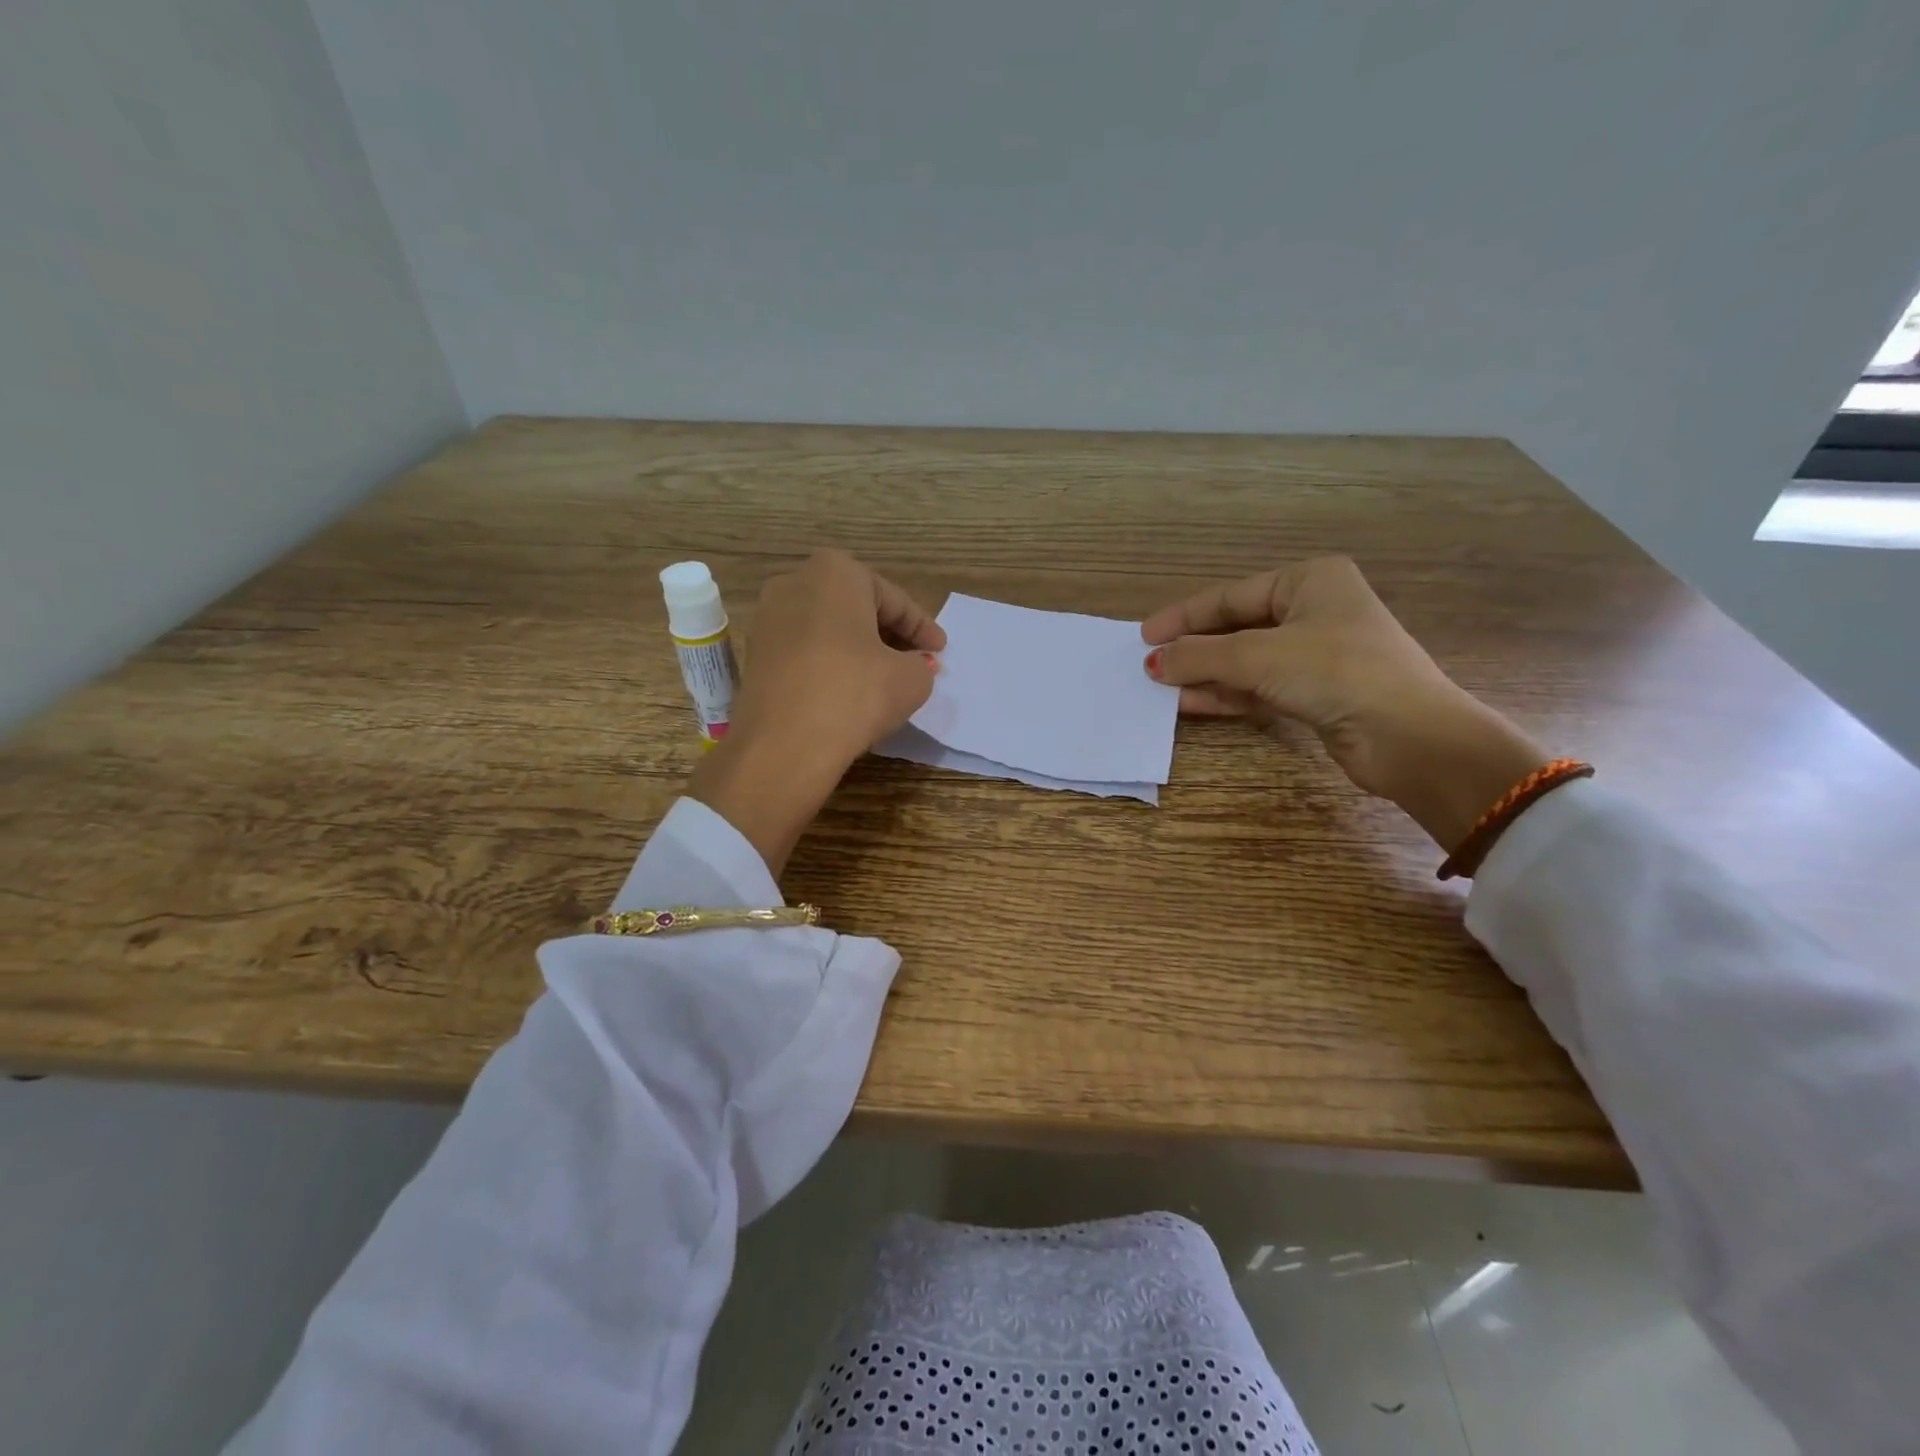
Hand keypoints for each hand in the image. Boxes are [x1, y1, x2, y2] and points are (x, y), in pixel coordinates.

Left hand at [688, 550, 943, 873]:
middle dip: (888, 633)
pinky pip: (805, 652)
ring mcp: (767, 619)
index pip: (894, 600)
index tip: (940, 650)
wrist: (783, 745)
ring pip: (828, 629)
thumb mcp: (911, 679)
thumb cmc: (855, 694)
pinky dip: (830, 665)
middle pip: (856, 608)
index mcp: (836, 572)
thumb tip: (913, 666)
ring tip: (885, 678)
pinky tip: (849, 691)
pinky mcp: (755, 656)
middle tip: (916, 660)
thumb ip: (920, 664)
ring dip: (858, 649)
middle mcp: (794, 583)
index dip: (922, 627)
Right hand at [1141, 557, 1548, 851]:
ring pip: (1243, 661)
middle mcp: (1313, 610)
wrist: (1410, 737)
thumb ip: (1199, 656)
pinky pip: (1257, 688)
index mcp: (1308, 580)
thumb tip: (1151, 662)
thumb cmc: (1336, 671)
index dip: (1183, 616)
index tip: (1143, 636)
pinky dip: (1224, 695)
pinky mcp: (1314, 693)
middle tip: (1148, 664)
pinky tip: (1188, 704)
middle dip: (1192, 649)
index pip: (1229, 596)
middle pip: (1235, 628)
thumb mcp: (1258, 655)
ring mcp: (1315, 654)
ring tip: (1159, 687)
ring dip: (1203, 675)